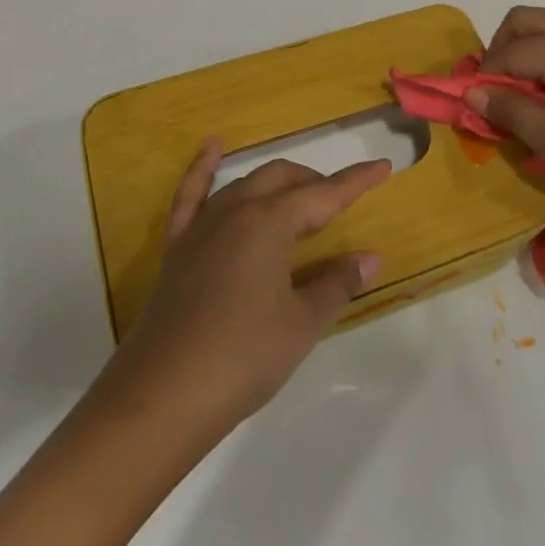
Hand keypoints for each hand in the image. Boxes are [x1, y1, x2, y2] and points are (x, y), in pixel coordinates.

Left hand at [101, 142, 388, 441]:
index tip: (383, 167)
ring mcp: (201, 227)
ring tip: (298, 196)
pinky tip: (212, 147)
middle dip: (316, 184)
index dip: (356, 182)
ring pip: (245, 184)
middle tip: (340, 205)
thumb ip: (336, 283)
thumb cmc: (242, 358)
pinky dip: (203, 168)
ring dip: (276, 183)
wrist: (161, 398)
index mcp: (269, 223)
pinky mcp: (176, 248)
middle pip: (283, 180)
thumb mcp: (301, 323)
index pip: (323, 194)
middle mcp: (235, 212)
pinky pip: (190, 195)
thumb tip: (369, 258)